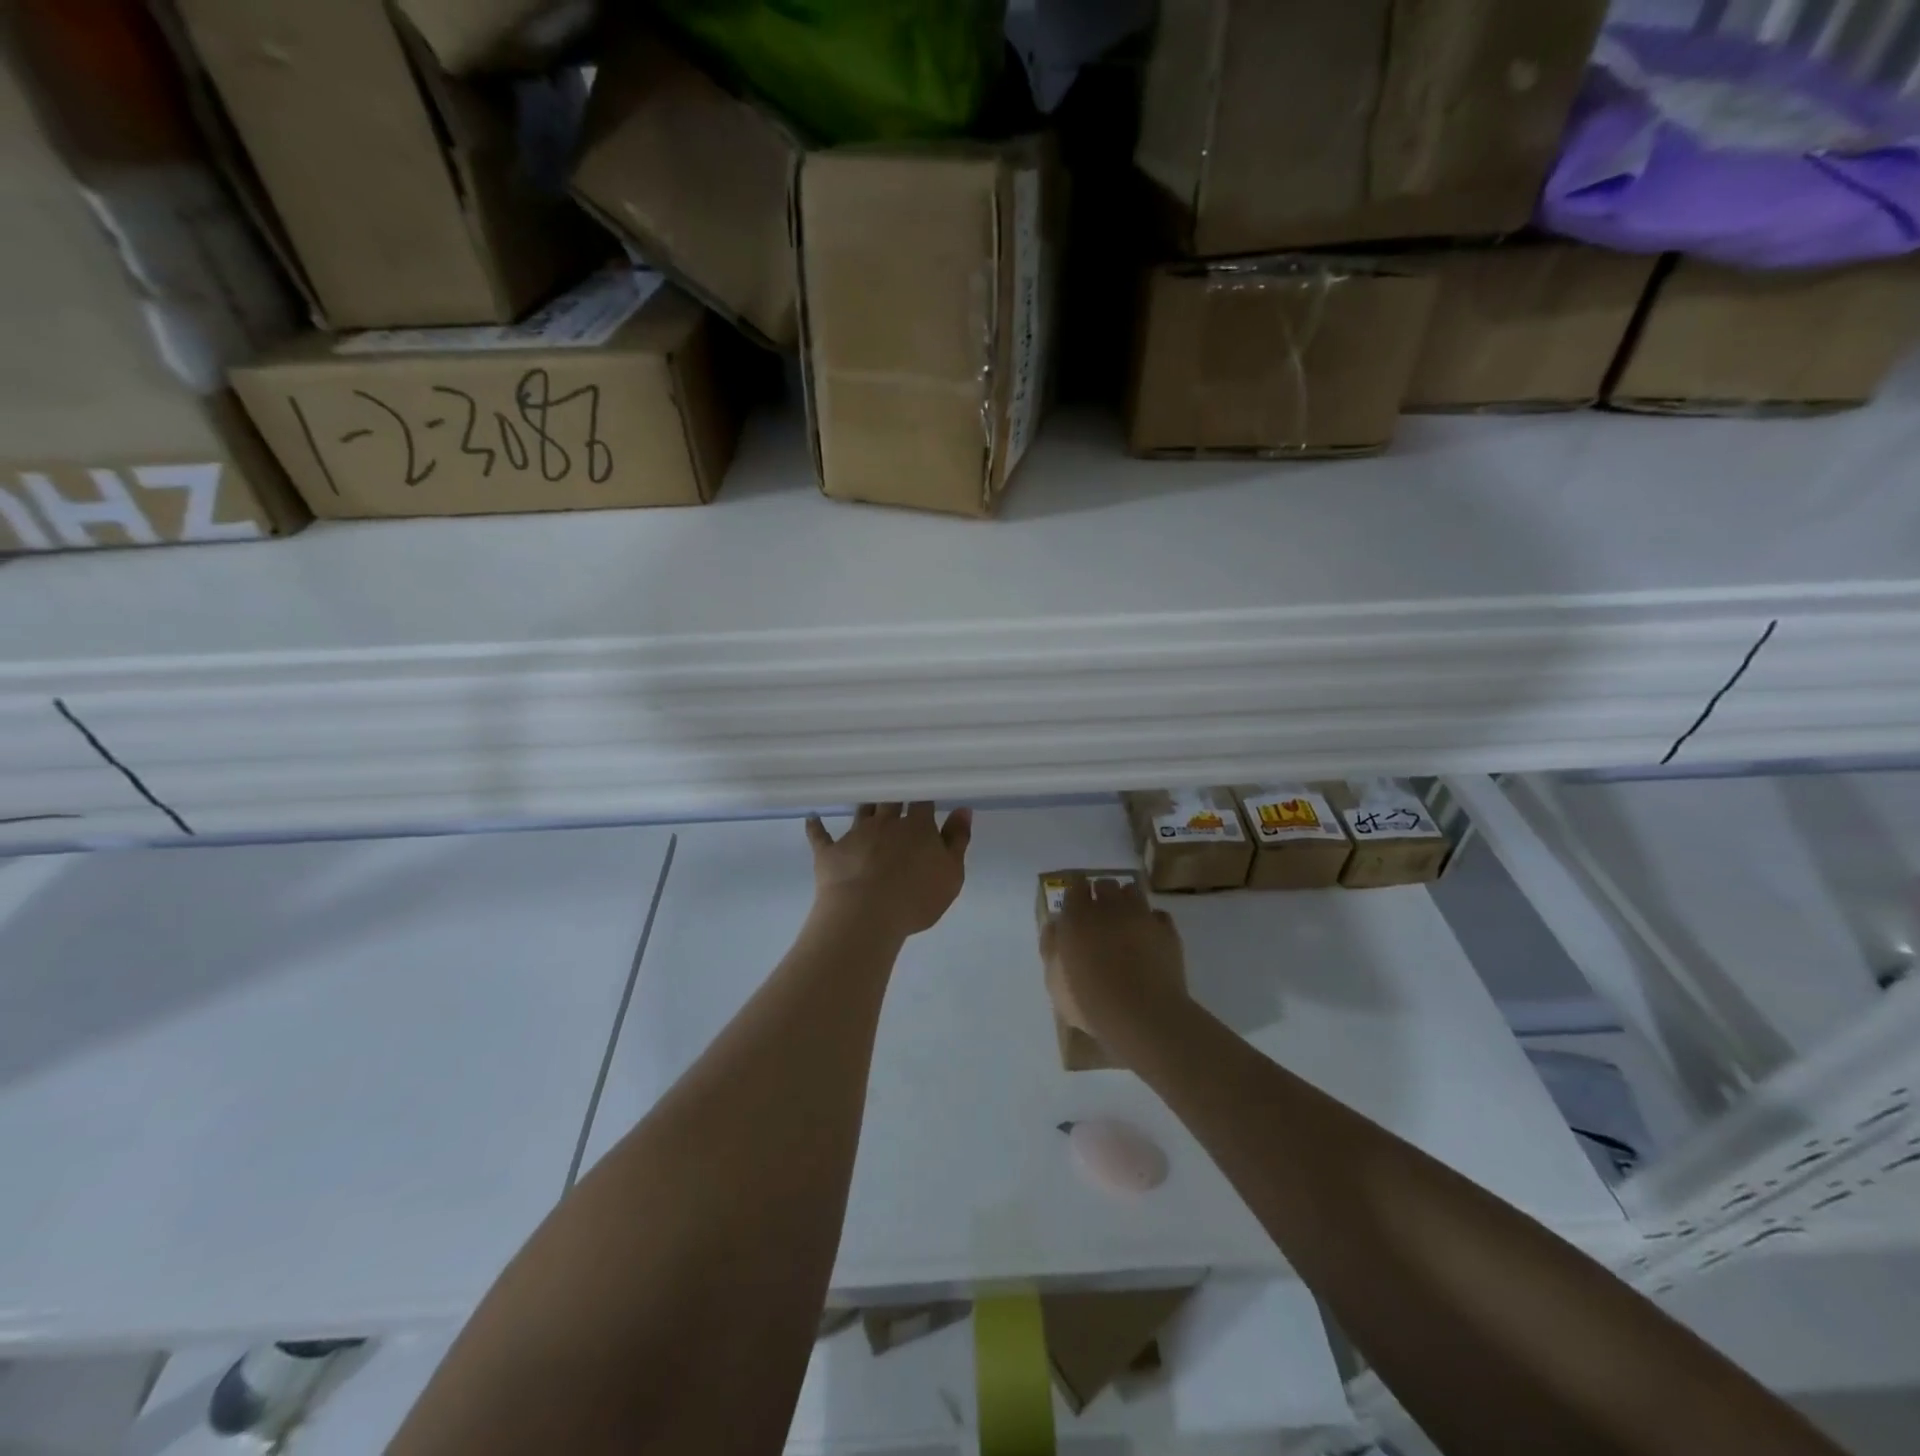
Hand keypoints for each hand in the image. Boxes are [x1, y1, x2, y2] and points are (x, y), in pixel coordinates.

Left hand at [804, 803, 972, 940]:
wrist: (866, 914)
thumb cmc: (916, 897)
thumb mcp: (951, 873)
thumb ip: (957, 840)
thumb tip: (963, 809)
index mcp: (917, 827)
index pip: (922, 801)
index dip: (923, 794)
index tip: (924, 788)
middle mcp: (885, 823)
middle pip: (890, 800)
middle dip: (894, 794)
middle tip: (896, 788)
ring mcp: (855, 835)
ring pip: (861, 811)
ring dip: (865, 805)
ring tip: (867, 799)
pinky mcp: (829, 852)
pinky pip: (820, 835)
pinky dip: (816, 826)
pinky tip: (812, 817)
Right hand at [1042, 878, 1188, 1048]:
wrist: (1143, 1016)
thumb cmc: (1089, 1001)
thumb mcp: (1054, 981)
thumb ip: (1051, 947)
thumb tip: (1055, 925)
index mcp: (1077, 916)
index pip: (1075, 885)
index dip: (1076, 891)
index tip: (1076, 903)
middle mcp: (1110, 907)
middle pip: (1105, 884)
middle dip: (1101, 894)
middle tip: (1099, 915)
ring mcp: (1141, 916)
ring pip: (1133, 891)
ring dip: (1126, 901)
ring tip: (1124, 920)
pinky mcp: (1167, 930)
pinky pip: (1157, 914)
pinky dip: (1151, 920)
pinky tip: (1148, 936)